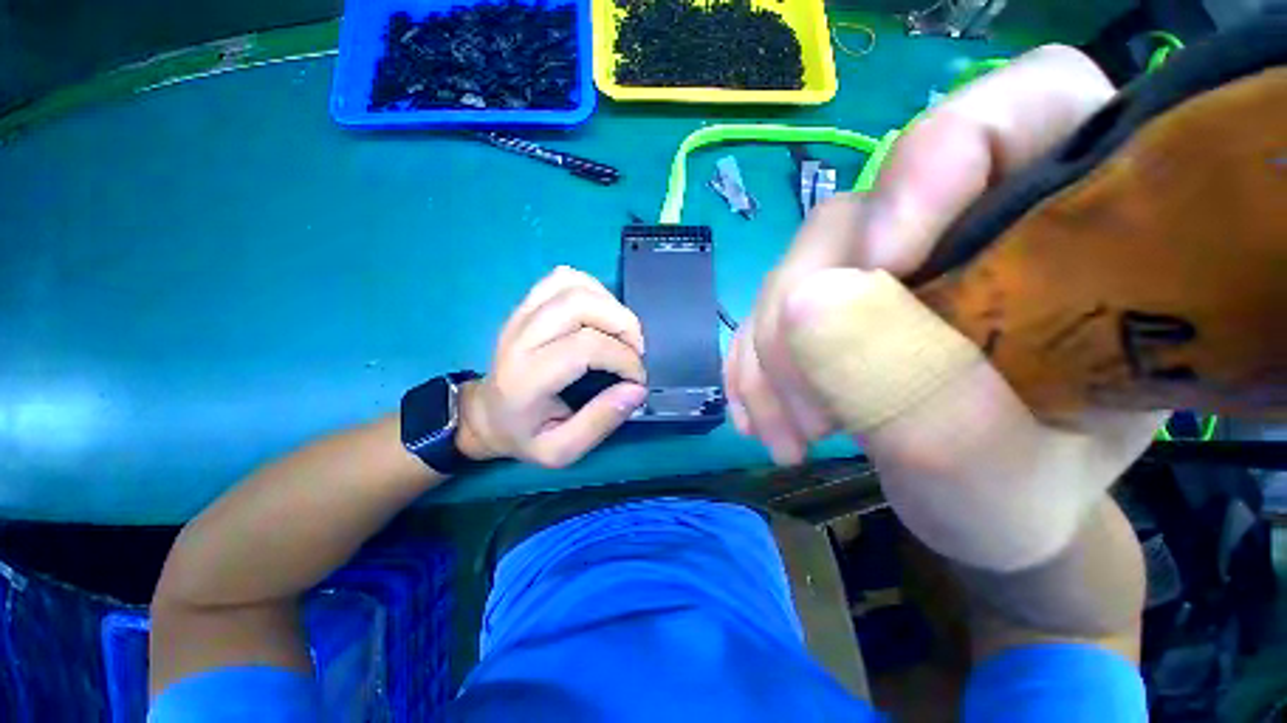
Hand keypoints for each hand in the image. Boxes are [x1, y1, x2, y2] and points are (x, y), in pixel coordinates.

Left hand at [457, 267, 647, 467]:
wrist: (487, 414)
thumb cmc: (525, 435)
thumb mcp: (561, 450)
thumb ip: (599, 423)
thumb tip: (637, 390)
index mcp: (526, 378)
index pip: (585, 347)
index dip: (623, 359)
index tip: (637, 379)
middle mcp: (521, 337)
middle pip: (580, 304)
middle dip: (623, 324)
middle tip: (635, 351)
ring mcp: (521, 314)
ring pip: (574, 284)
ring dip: (611, 305)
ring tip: (621, 333)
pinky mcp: (527, 303)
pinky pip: (564, 278)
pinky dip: (593, 290)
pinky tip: (602, 315)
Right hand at [733, 46, 1164, 570]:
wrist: (981, 512)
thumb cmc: (1022, 498)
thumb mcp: (992, 471)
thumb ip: (915, 385)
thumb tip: (807, 299)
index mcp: (1073, 235)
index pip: (1015, 113)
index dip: (933, 167)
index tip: (879, 269)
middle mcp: (964, 227)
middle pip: (854, 218)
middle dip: (808, 323)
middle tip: (811, 422)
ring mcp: (886, 263)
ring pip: (794, 271)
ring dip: (771, 360)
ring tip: (788, 438)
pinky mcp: (833, 297)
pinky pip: (769, 309)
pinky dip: (753, 366)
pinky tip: (760, 417)